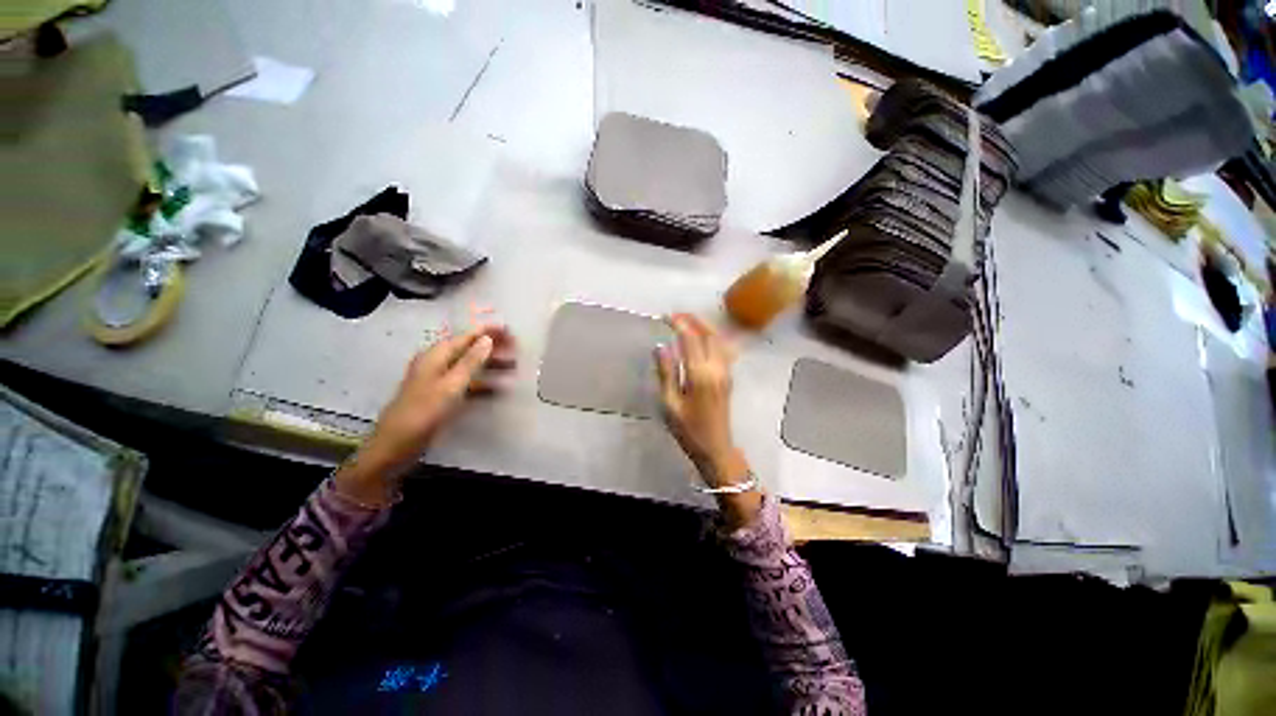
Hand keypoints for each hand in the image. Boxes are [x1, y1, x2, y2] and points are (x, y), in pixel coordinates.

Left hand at [336, 325, 517, 504]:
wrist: (396, 445)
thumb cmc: (424, 412)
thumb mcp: (451, 385)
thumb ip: (471, 361)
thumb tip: (487, 338)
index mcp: (436, 356)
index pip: (467, 336)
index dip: (488, 332)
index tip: (510, 330)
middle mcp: (437, 364)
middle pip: (469, 350)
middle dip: (492, 348)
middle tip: (517, 349)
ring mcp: (439, 381)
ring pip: (470, 367)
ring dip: (491, 366)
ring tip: (513, 367)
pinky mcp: (442, 396)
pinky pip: (467, 384)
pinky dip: (483, 384)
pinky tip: (499, 389)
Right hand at [654, 314, 760, 527]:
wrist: (716, 448)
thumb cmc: (688, 430)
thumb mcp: (670, 404)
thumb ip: (666, 373)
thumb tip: (661, 347)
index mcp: (700, 374)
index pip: (690, 339)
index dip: (679, 323)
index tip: (665, 316)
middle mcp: (717, 368)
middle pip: (710, 333)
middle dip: (694, 319)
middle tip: (676, 314)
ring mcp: (726, 371)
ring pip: (719, 339)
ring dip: (704, 326)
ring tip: (687, 321)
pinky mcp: (728, 376)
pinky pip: (723, 348)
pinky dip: (713, 336)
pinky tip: (703, 337)